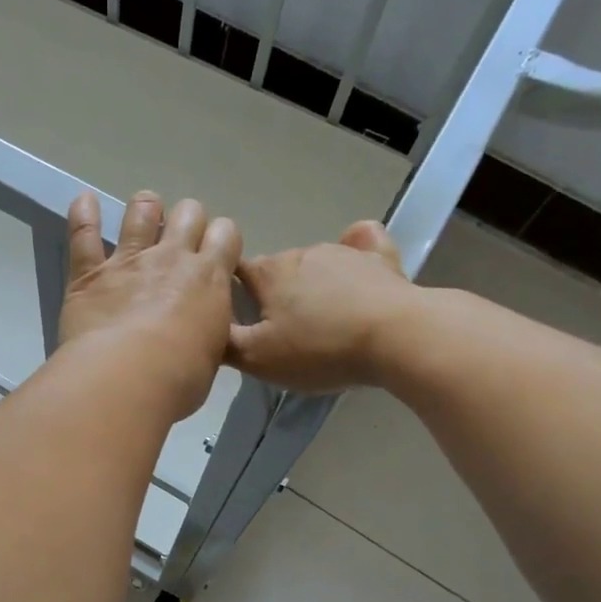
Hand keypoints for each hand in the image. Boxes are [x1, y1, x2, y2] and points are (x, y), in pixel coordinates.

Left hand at [59, 190, 241, 420]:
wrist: (127, 378)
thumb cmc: (179, 379)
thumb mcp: (211, 356)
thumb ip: (207, 330)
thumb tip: (200, 330)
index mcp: (209, 279)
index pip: (226, 235)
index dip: (222, 238)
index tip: (215, 252)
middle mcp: (172, 258)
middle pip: (189, 213)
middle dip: (189, 220)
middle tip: (181, 239)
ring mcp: (129, 260)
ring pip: (142, 211)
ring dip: (146, 208)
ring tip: (145, 213)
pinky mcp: (90, 273)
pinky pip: (83, 234)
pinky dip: (83, 215)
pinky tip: (84, 201)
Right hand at [227, 220, 420, 391]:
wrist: (396, 337)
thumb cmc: (319, 348)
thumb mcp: (257, 358)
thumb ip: (224, 342)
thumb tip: (204, 326)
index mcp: (268, 273)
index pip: (234, 271)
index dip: (229, 292)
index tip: (233, 316)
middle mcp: (301, 253)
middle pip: (275, 271)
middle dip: (272, 295)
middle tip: (280, 333)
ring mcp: (343, 252)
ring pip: (314, 264)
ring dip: (310, 285)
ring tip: (321, 320)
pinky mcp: (380, 259)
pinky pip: (361, 243)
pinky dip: (355, 249)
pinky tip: (357, 263)